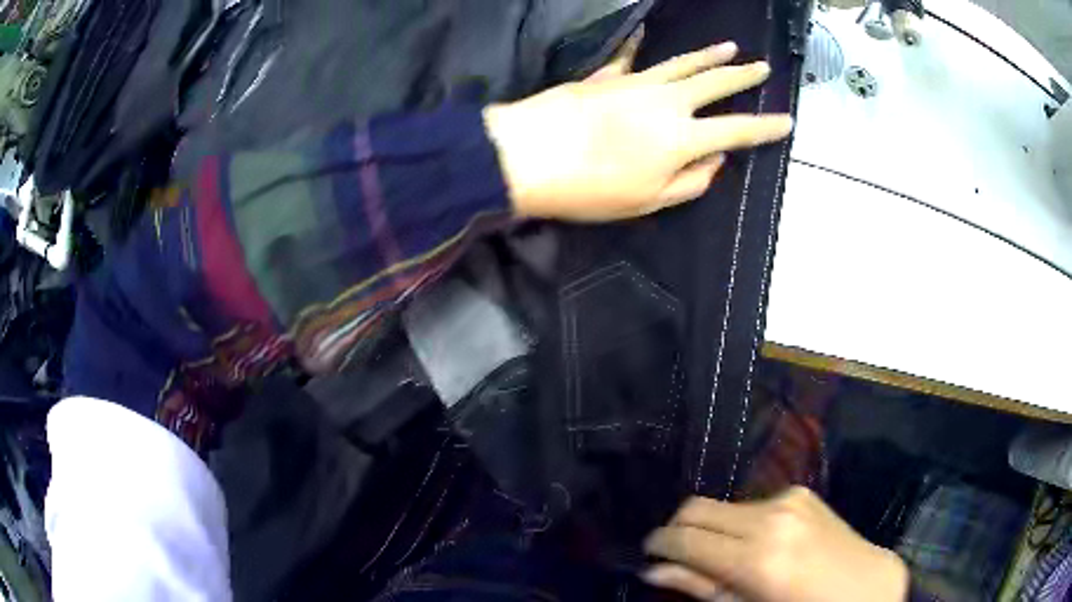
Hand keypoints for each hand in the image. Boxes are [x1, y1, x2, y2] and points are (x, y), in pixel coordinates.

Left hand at [483, 39, 793, 221]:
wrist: (526, 155)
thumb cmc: (589, 188)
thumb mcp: (647, 201)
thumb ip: (690, 182)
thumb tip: (716, 160)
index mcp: (682, 137)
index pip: (737, 130)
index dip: (765, 128)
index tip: (787, 121)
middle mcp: (666, 101)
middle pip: (714, 83)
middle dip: (743, 76)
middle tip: (763, 68)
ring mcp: (635, 83)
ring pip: (681, 64)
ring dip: (708, 55)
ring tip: (730, 47)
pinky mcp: (607, 77)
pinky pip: (633, 61)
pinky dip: (644, 49)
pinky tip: (647, 37)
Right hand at [643, 487, 909, 601]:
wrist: (864, 585)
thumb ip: (699, 588)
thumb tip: (653, 571)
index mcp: (755, 559)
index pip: (686, 538)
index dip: (659, 543)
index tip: (648, 552)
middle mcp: (769, 518)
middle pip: (697, 507)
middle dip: (677, 528)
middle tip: (674, 552)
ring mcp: (788, 499)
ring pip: (723, 504)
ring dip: (710, 526)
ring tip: (721, 555)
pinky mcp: (800, 492)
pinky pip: (752, 502)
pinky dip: (739, 522)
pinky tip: (755, 544)